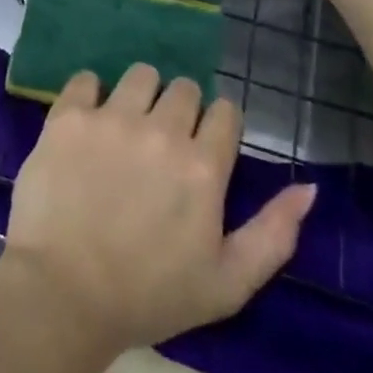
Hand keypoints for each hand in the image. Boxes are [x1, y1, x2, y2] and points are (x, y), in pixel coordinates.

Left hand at [0, 64, 316, 359]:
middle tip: (161, 144)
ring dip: (140, 95)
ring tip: (126, 128)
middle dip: (180, 110)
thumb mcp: (228, 284)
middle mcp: (161, 130)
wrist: (63, 294)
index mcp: (203, 167)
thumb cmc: (150, 296)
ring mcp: (112, 118)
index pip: (225, 112)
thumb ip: (274, 234)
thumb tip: (309, 188)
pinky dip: (90, 94)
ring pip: (140, 75)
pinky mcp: (69, 116)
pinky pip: (86, 79)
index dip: (217, 126)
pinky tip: (88, 124)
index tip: (203, 146)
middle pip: (184, 88)